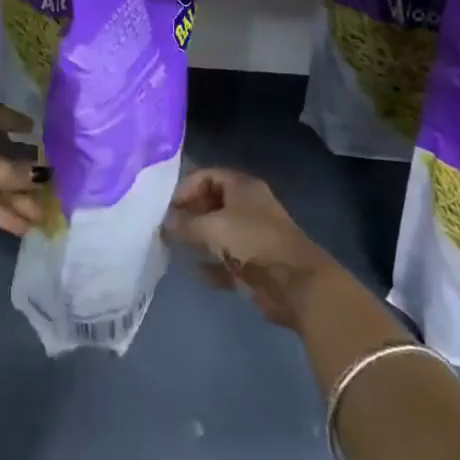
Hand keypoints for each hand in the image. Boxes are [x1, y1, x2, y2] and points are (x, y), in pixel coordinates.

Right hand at [162, 168, 337, 329]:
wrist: (295, 283)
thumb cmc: (253, 242)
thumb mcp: (213, 228)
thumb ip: (185, 224)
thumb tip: (163, 223)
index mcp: (242, 187)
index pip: (208, 176)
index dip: (186, 187)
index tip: (167, 206)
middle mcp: (248, 206)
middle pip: (213, 203)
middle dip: (190, 213)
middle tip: (167, 227)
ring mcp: (253, 235)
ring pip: (219, 232)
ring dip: (199, 239)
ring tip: (174, 247)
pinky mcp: (255, 263)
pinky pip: (226, 260)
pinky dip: (211, 265)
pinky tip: (194, 271)